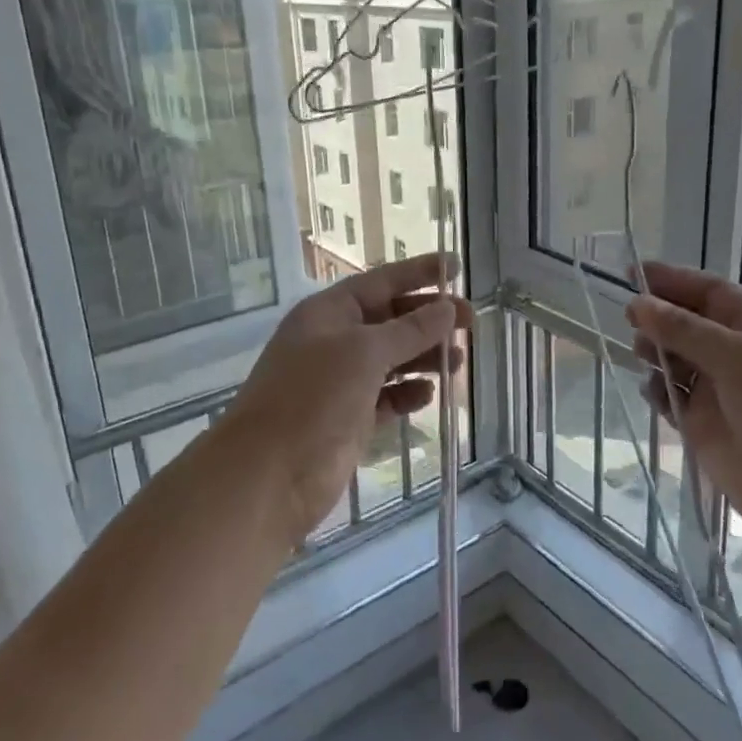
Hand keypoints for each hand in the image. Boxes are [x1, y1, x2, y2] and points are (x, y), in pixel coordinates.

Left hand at [224, 253, 472, 542]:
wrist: (270, 473)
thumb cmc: (314, 397)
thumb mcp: (365, 352)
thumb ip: (410, 329)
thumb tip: (447, 308)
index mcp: (329, 313)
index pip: (380, 282)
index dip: (418, 273)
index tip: (455, 267)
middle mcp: (334, 341)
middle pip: (390, 320)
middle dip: (429, 320)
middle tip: (471, 322)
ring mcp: (341, 381)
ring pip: (391, 360)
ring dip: (424, 358)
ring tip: (457, 362)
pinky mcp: (349, 418)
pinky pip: (387, 397)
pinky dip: (408, 394)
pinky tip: (428, 396)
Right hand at [627, 262, 741, 568]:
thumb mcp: (741, 359)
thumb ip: (685, 330)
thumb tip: (637, 304)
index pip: (710, 291)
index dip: (673, 279)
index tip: (632, 271)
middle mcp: (738, 354)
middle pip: (687, 322)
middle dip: (659, 316)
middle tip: (630, 317)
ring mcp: (719, 390)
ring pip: (674, 358)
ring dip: (655, 350)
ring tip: (643, 353)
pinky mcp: (702, 425)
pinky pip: (669, 396)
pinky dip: (656, 389)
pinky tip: (653, 391)